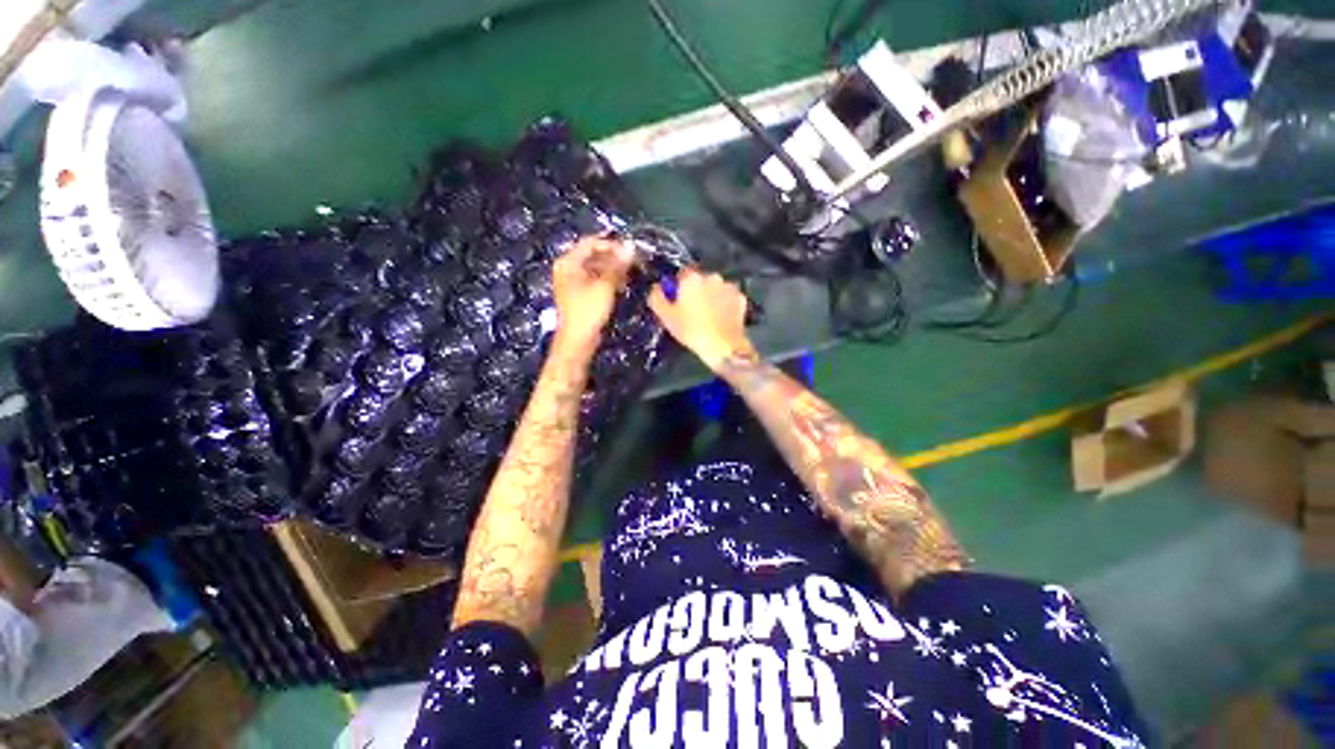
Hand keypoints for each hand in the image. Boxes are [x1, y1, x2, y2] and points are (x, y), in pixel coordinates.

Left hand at [552, 236, 633, 358]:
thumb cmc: (588, 311)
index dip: (611, 245)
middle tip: (633, 263)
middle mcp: (568, 268)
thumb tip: (631, 246)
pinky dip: (609, 279)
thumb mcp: (605, 285)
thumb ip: (617, 265)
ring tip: (630, 274)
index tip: (630, 252)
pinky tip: (622, 284)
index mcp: (568, 262)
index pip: (591, 243)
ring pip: (597, 268)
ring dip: (613, 269)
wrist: (578, 340)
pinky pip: (596, 279)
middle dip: (614, 258)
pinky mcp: (581, 293)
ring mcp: (574, 281)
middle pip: (593, 255)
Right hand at [648, 269, 754, 370]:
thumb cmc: (691, 330)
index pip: (682, 274)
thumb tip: (657, 288)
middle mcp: (712, 276)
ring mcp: (729, 287)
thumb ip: (657, 297)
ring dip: (712, 296)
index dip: (678, 287)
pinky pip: (729, 298)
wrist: (722, 346)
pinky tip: (721, 318)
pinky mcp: (741, 299)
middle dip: (697, 291)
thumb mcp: (666, 316)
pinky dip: (725, 304)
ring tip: (708, 316)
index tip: (678, 301)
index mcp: (692, 278)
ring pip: (716, 288)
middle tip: (693, 310)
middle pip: (700, 281)